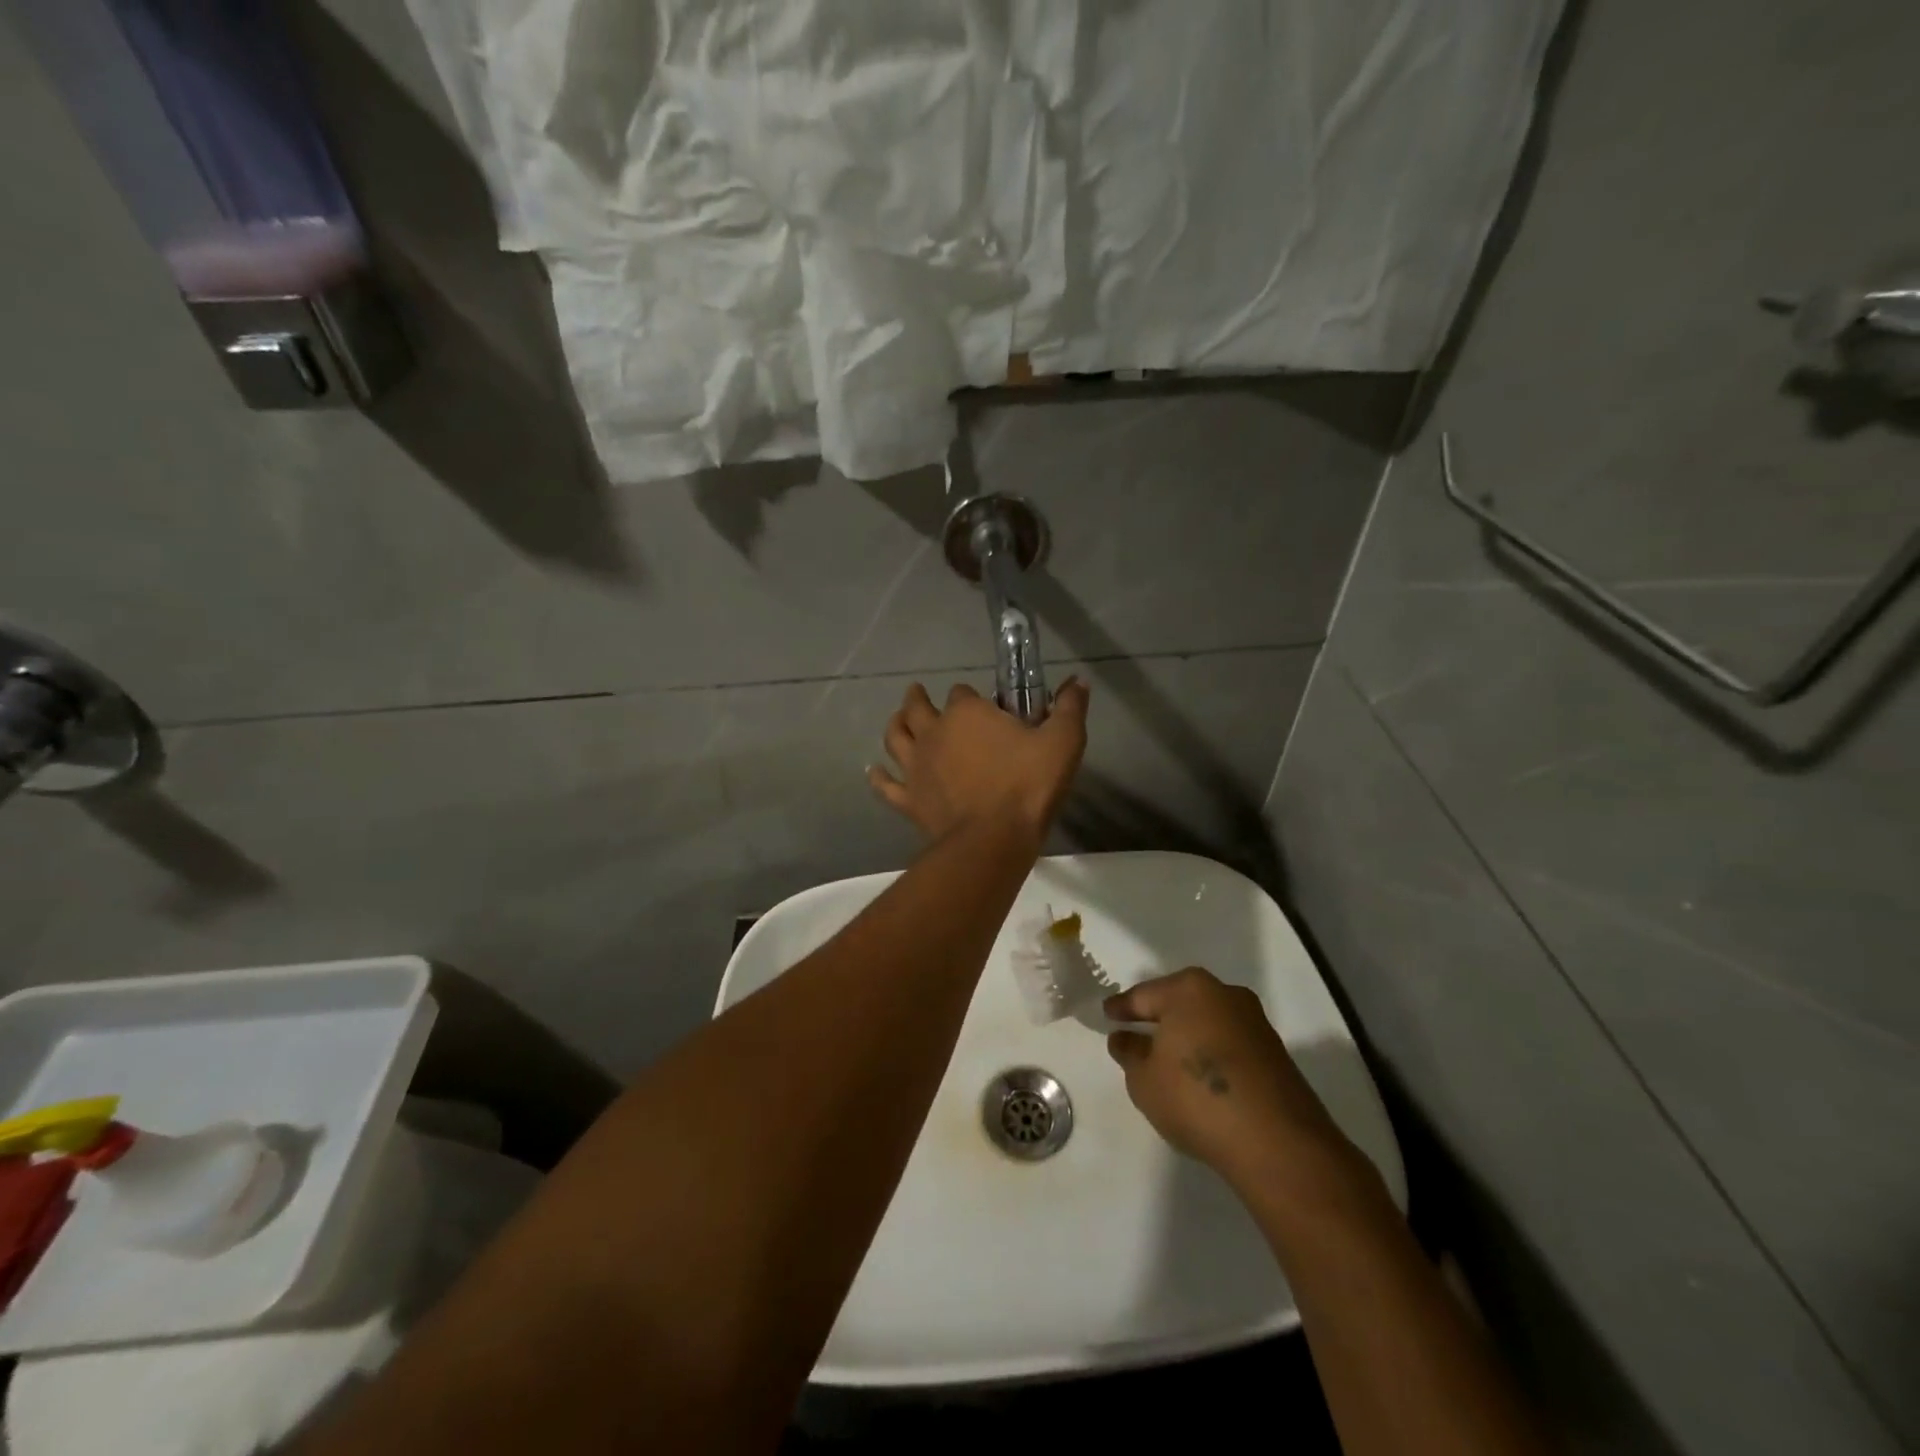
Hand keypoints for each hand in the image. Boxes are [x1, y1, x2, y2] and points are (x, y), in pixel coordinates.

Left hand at [868, 678, 1089, 841]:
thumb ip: (1069, 708)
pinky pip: (886, 785)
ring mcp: (916, 767)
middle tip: (918, 694)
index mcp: (967, 714)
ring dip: (896, 725)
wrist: (993, 839)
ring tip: (898, 719)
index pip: (963, 693)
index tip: (986, 708)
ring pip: (895, 738)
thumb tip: (1076, 680)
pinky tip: (873, 771)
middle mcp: (933, 733)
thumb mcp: (1063, 742)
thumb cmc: (1028, 786)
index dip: (972, 698)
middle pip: (917, 707)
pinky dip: (878, 777)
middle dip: (918, 698)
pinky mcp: (908, 798)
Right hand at [1106, 967, 1351, 1191]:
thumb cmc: (1195, 1097)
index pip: (1144, 996)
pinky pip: (1229, 1044)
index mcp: (1189, 989)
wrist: (1276, 1141)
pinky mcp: (1275, 1053)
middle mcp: (1224, 994)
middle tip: (1136, 1031)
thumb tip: (1125, 1038)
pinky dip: (1211, 1053)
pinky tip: (1201, 1076)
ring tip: (1169, 1058)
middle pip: (1180, 1002)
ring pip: (1208, 1022)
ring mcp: (1254, 1022)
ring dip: (1188, 1036)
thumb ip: (1129, 1053)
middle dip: (1159, 1017)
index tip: (1108, 1014)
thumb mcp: (1144, 1079)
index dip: (1122, 1008)